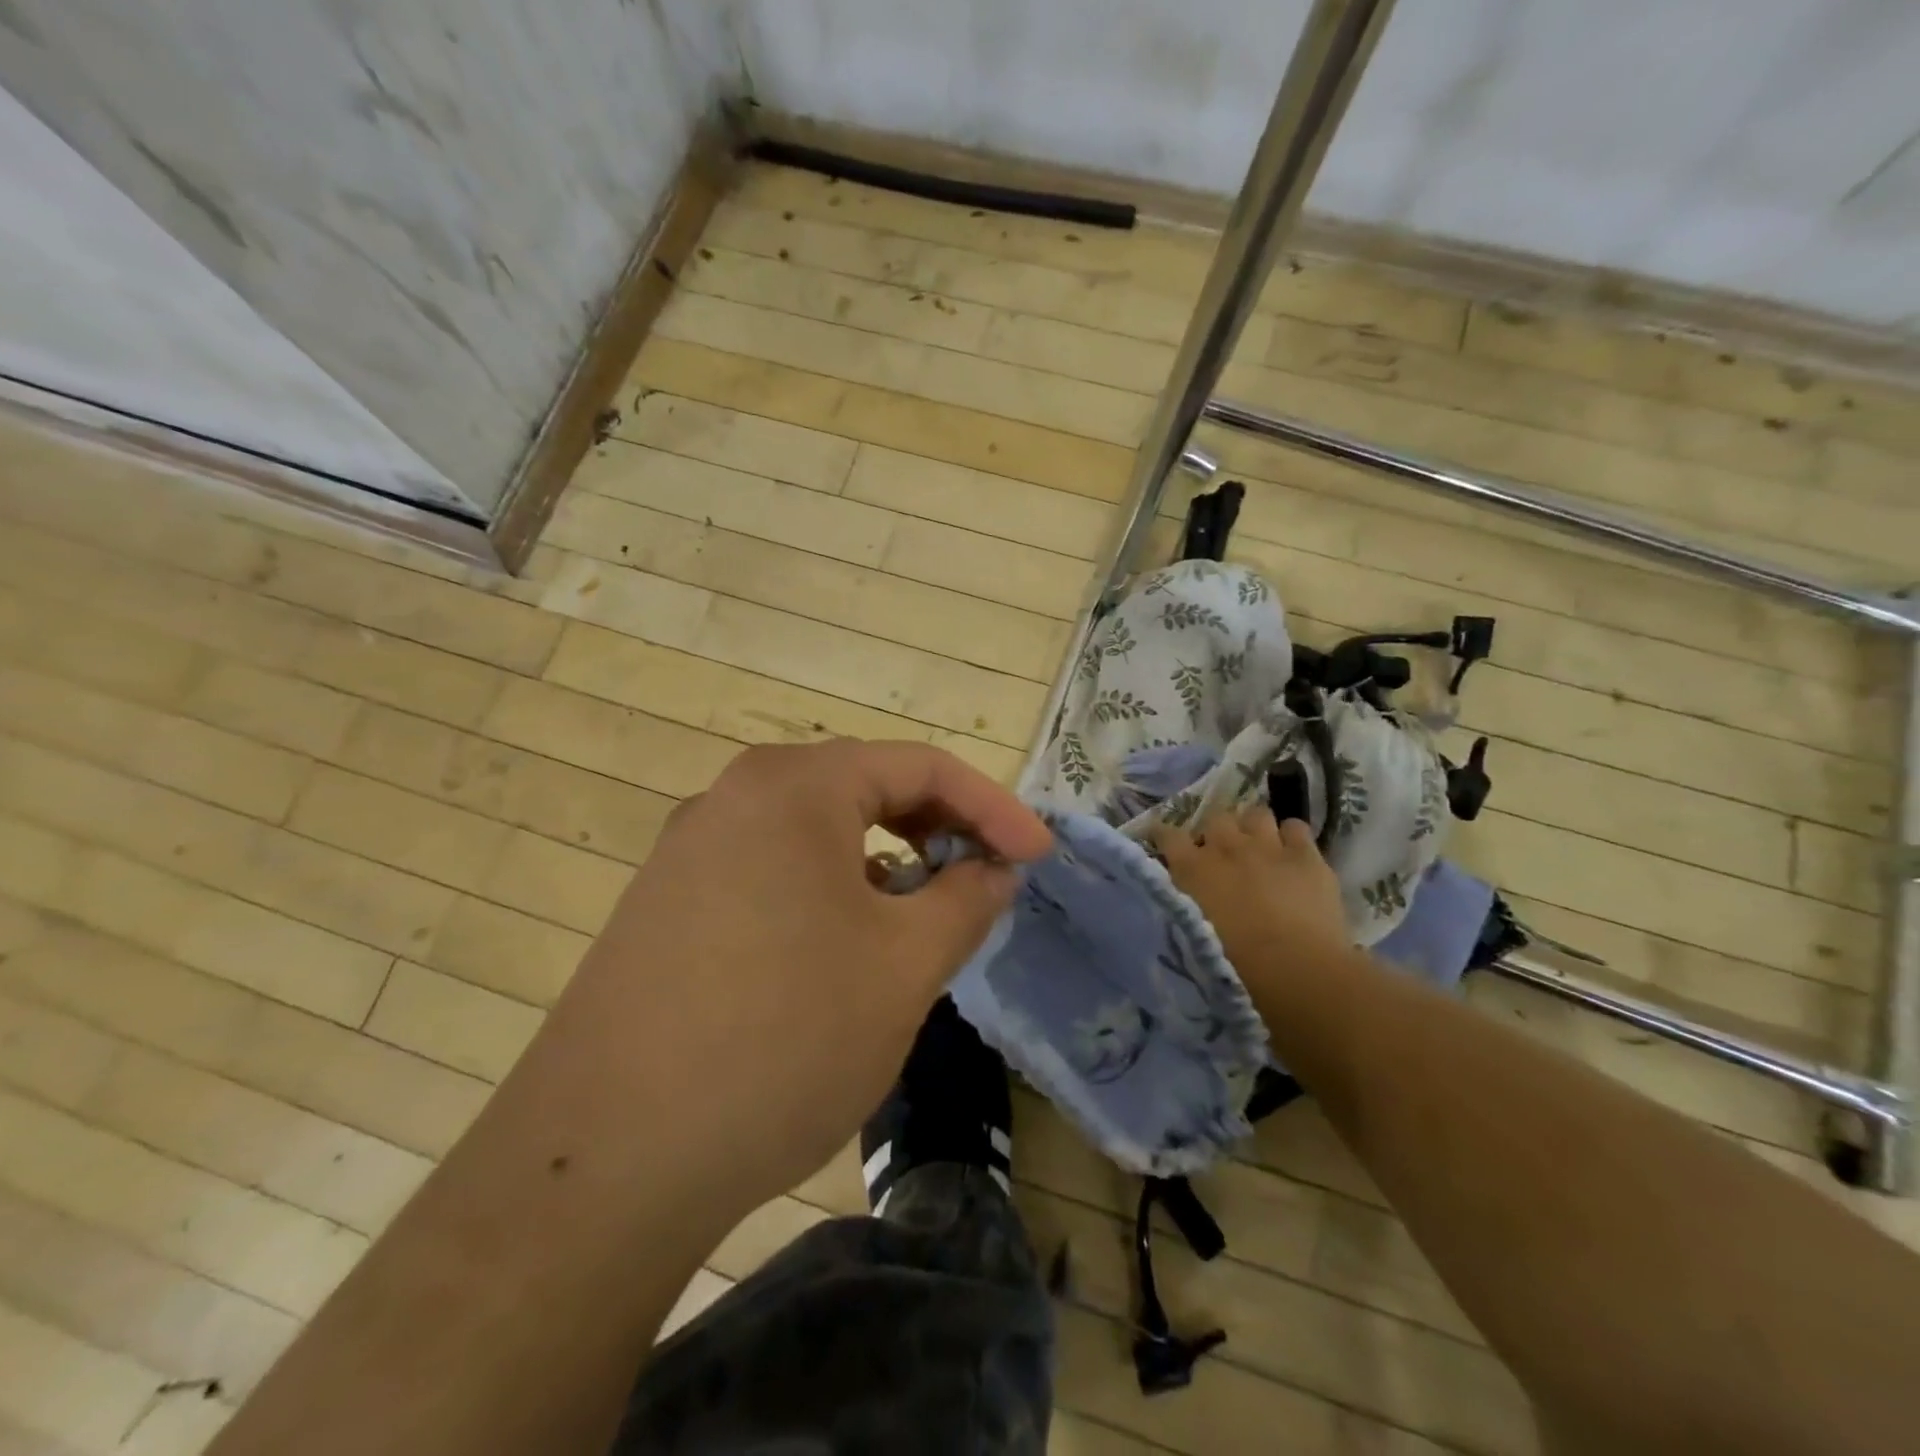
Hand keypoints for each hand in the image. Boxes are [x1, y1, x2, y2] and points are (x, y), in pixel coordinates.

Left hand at [563, 740, 1050, 1214]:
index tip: (1036, 858)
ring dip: (882, 861)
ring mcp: (688, 850)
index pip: (918, 767)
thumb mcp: (904, 966)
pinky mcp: (665, 905)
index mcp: (793, 786)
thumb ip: (965, 900)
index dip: (991, 808)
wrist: (603, 1163)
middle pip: (862, 788)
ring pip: (814, 833)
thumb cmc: (782, 1039)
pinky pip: (769, 871)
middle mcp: (732, 797)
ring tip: (918, 917)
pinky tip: (839, 950)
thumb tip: (992, 869)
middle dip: (935, 828)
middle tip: (981, 878)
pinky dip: (826, 890)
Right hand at [1154, 808, 1347, 977]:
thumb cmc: (1234, 965)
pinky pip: (1296, 828)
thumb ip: (1181, 905)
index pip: (1166, 834)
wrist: (1294, 969)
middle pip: (1215, 819)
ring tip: (1260, 848)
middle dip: (1217, 832)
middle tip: (1223, 854)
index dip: (1165, 836)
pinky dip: (1292, 838)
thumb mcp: (1189, 932)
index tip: (1168, 845)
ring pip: (1256, 814)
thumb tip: (1177, 899)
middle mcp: (1225, 847)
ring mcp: (1267, 846)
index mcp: (1191, 869)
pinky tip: (1294, 855)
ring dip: (1254, 828)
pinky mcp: (1306, 855)